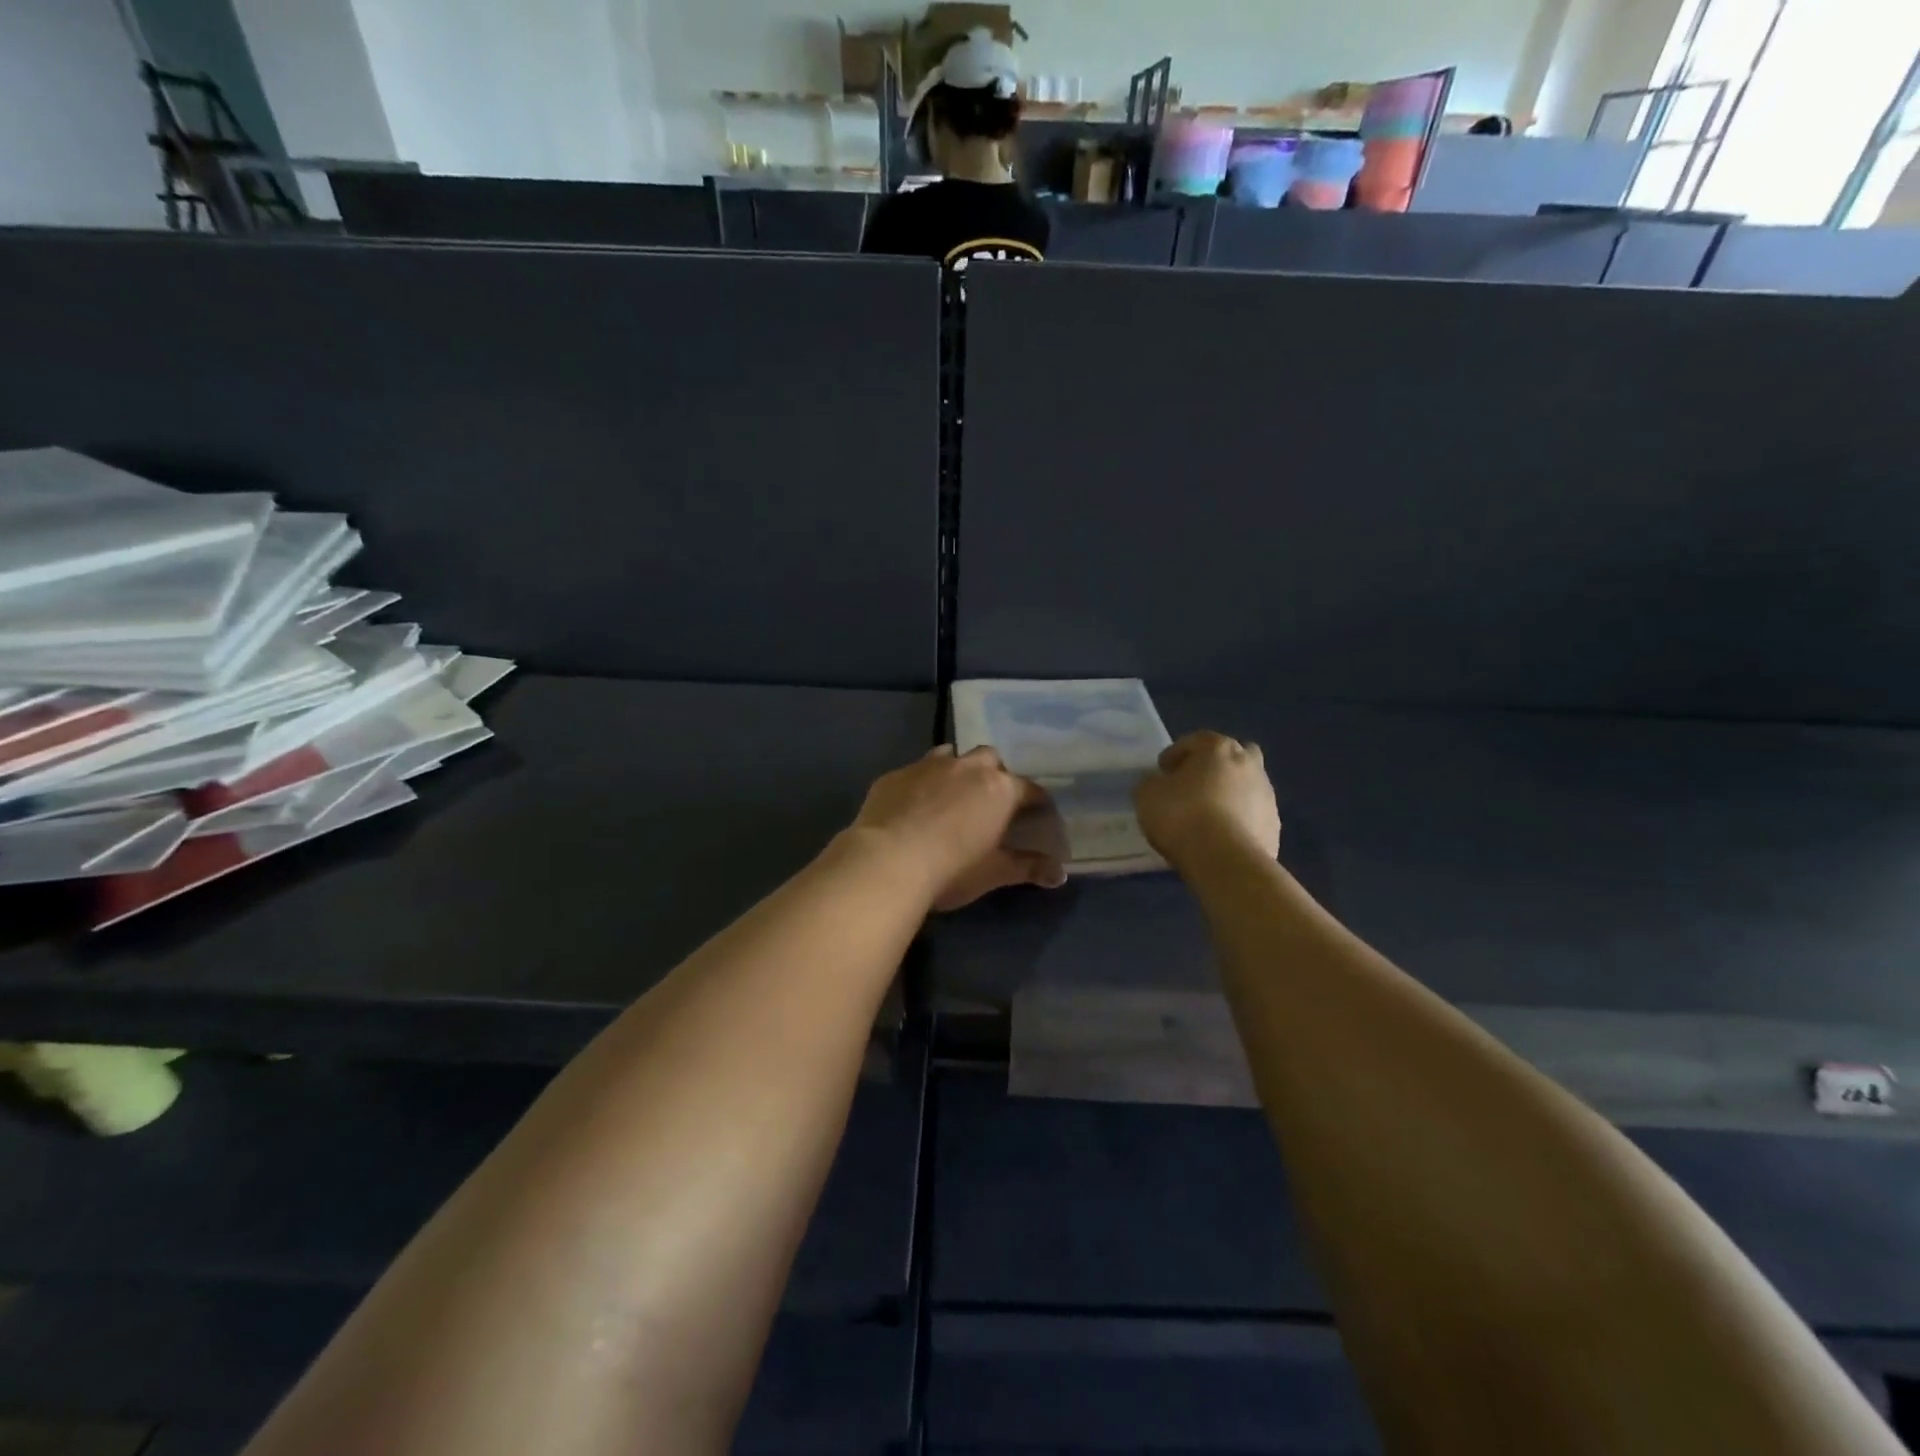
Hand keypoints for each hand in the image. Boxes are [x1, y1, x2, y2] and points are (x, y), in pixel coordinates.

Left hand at [850, 746, 1067, 911]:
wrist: (886, 862)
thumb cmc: (951, 869)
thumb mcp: (994, 873)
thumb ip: (1028, 867)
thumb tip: (1061, 874)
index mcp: (998, 788)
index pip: (1029, 788)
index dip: (1036, 801)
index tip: (1038, 814)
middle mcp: (966, 767)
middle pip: (990, 758)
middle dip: (994, 774)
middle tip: (990, 802)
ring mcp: (927, 766)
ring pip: (951, 755)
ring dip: (957, 770)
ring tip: (952, 795)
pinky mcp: (895, 775)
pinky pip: (915, 771)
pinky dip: (921, 783)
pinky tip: (913, 805)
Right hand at [1135, 731, 1280, 868]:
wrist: (1225, 860)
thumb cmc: (1182, 815)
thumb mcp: (1146, 794)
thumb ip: (1152, 782)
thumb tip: (1159, 783)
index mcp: (1218, 748)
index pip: (1196, 740)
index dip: (1176, 754)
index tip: (1162, 771)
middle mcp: (1248, 764)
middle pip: (1233, 755)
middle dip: (1215, 766)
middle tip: (1194, 786)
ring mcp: (1267, 796)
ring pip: (1246, 786)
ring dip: (1229, 794)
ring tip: (1207, 817)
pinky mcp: (1274, 826)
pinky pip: (1252, 816)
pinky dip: (1239, 821)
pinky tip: (1221, 838)